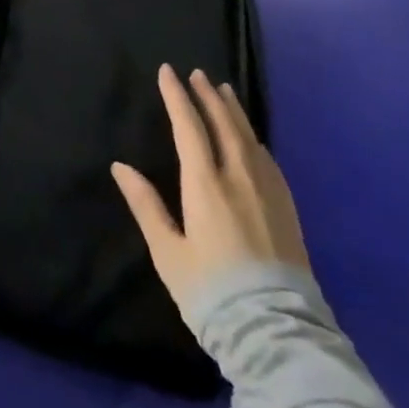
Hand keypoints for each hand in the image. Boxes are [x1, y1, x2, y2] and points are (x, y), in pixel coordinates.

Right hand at [111, 65, 307, 313]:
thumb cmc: (212, 292)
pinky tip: (252, 138)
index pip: (189, 128)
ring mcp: (268, 194)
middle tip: (198, 73)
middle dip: (208, 96)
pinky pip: (268, 160)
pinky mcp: (288, 211)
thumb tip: (120, 166)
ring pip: (249, 139)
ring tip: (224, 91)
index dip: (177, 97)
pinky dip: (254, 139)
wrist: (277, 335)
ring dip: (234, 112)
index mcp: (206, 186)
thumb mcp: (168, 253)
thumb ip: (146, 205)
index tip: (167, 71)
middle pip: (224, 125)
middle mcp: (239, 179)